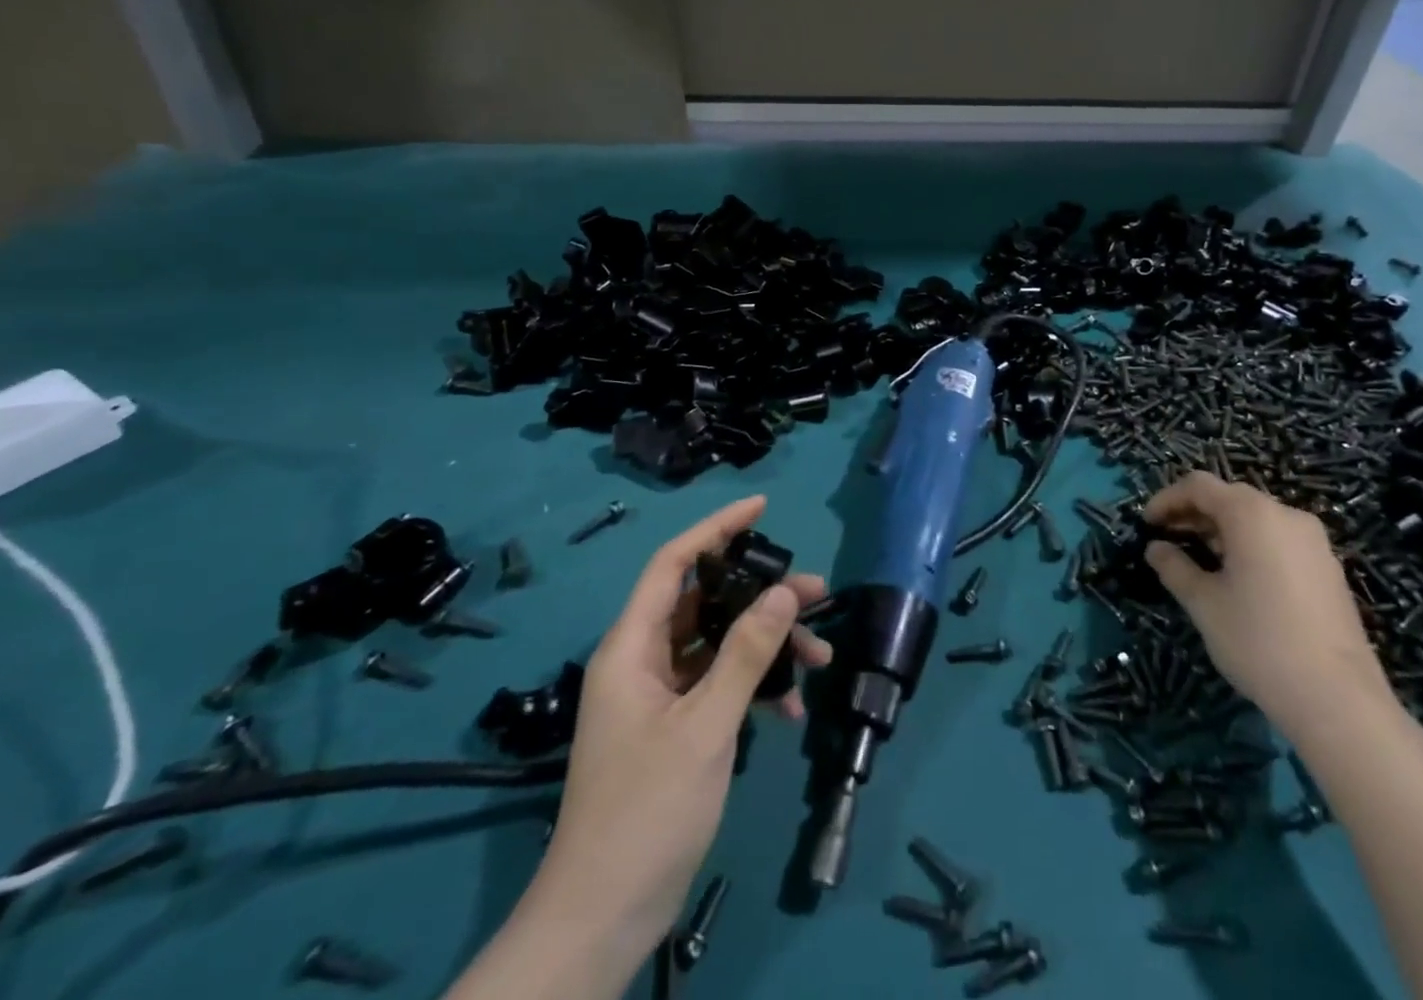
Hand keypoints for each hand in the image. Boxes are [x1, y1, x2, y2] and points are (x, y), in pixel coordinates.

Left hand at [534, 496, 832, 963]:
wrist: (605, 916)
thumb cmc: (647, 810)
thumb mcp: (706, 726)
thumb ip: (746, 654)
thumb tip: (785, 592)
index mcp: (632, 647)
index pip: (673, 564)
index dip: (715, 529)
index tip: (761, 508)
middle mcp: (642, 661)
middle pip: (705, 603)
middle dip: (760, 595)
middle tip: (815, 592)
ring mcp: (657, 696)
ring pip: (717, 646)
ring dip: (765, 646)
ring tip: (817, 655)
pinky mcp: (674, 727)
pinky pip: (718, 686)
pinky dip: (754, 687)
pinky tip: (789, 709)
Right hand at [1142, 473, 1390, 740]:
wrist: (1339, 700)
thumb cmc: (1259, 641)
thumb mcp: (1203, 603)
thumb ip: (1174, 567)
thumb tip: (1156, 548)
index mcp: (1252, 514)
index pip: (1199, 485)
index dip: (1167, 499)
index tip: (1146, 524)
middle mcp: (1285, 515)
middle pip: (1229, 497)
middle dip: (1193, 513)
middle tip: (1166, 540)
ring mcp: (1313, 541)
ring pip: (1255, 518)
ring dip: (1220, 529)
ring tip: (1197, 559)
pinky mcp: (1328, 568)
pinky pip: (1278, 539)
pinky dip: (1249, 545)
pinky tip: (1236, 577)